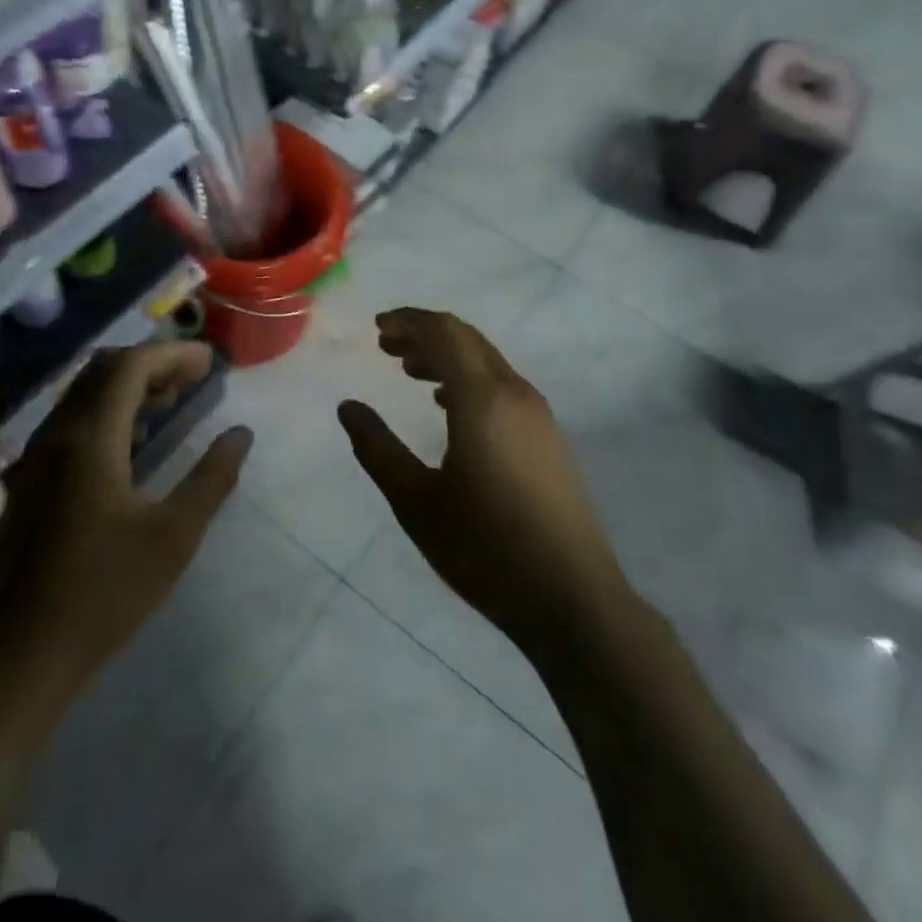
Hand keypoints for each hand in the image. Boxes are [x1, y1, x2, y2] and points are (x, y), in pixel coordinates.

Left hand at [0, 341, 250, 731]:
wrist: (16, 657)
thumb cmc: (102, 593)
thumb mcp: (173, 537)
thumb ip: (212, 478)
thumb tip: (241, 434)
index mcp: (90, 438)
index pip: (130, 366)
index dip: (172, 354)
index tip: (209, 362)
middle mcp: (57, 434)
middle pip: (103, 371)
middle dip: (150, 363)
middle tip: (193, 377)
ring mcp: (37, 457)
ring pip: (84, 395)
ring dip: (127, 386)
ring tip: (171, 399)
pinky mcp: (29, 482)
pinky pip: (72, 422)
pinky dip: (107, 411)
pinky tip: (132, 440)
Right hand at [339, 309, 631, 658]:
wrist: (573, 600)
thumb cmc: (486, 549)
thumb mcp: (416, 502)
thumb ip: (378, 448)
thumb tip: (348, 407)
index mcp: (482, 399)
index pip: (444, 332)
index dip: (408, 321)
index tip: (376, 329)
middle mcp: (515, 393)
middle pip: (467, 339)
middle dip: (424, 333)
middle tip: (386, 346)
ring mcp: (538, 415)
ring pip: (487, 361)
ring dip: (447, 356)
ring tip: (409, 371)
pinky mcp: (549, 438)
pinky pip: (502, 385)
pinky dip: (469, 379)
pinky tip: (449, 406)